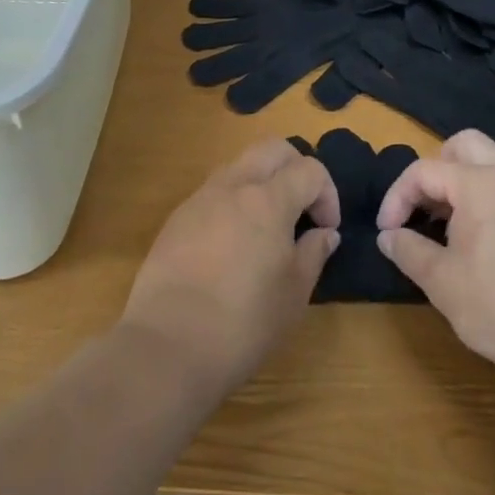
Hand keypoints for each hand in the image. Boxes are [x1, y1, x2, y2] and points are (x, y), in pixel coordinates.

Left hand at [121, 138, 340, 394]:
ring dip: (262, 181)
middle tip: (303, 207)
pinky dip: (233, 202)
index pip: (309, 169)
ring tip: (268, 226)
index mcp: (268, 199)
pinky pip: (214, 193)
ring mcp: (200, 199)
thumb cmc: (243, 322)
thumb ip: (313, 253)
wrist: (167, 346)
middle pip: (272, 149)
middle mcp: (233, 186)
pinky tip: (233, 245)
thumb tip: (324, 233)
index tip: (326, 229)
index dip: (327, 194)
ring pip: (239, 165)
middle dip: (296, 167)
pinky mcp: (176, 219)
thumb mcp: (294, 294)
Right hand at [377, 129, 494, 391]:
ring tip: (444, 230)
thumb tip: (388, 236)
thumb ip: (408, 251)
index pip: (424, 170)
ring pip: (490, 166)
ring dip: (460, 186)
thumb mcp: (442, 283)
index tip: (387, 232)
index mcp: (480, 183)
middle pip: (464, 146)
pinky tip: (479, 246)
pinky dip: (485, 202)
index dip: (397, 197)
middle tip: (421, 209)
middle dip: (434, 170)